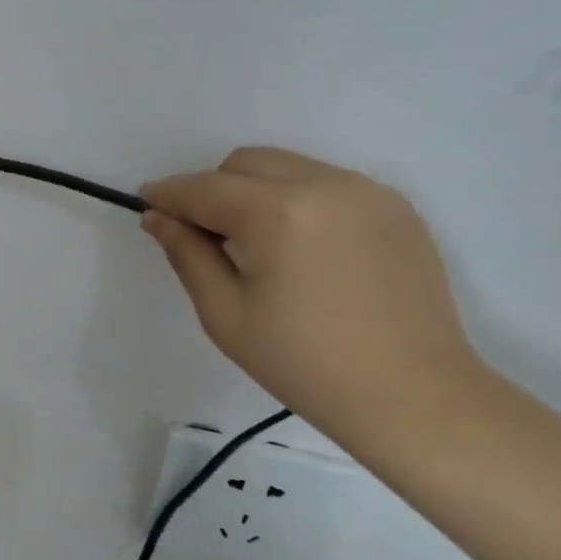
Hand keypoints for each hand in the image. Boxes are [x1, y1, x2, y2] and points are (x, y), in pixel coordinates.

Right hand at [141, 147, 485, 449]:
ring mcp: (367, 191)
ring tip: (260, 246)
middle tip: (207, 236)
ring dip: (256, 192)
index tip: (147, 202)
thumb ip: (187, 254)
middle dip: (213, 189)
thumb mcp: (225, 314)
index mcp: (277, 213)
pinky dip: (300, 201)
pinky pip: (327, 184)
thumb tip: (159, 217)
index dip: (168, 194)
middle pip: (245, 163)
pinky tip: (306, 251)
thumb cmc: (304, 364)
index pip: (204, 188)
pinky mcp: (396, 206)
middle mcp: (323, 185)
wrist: (413, 395)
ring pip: (287, 168)